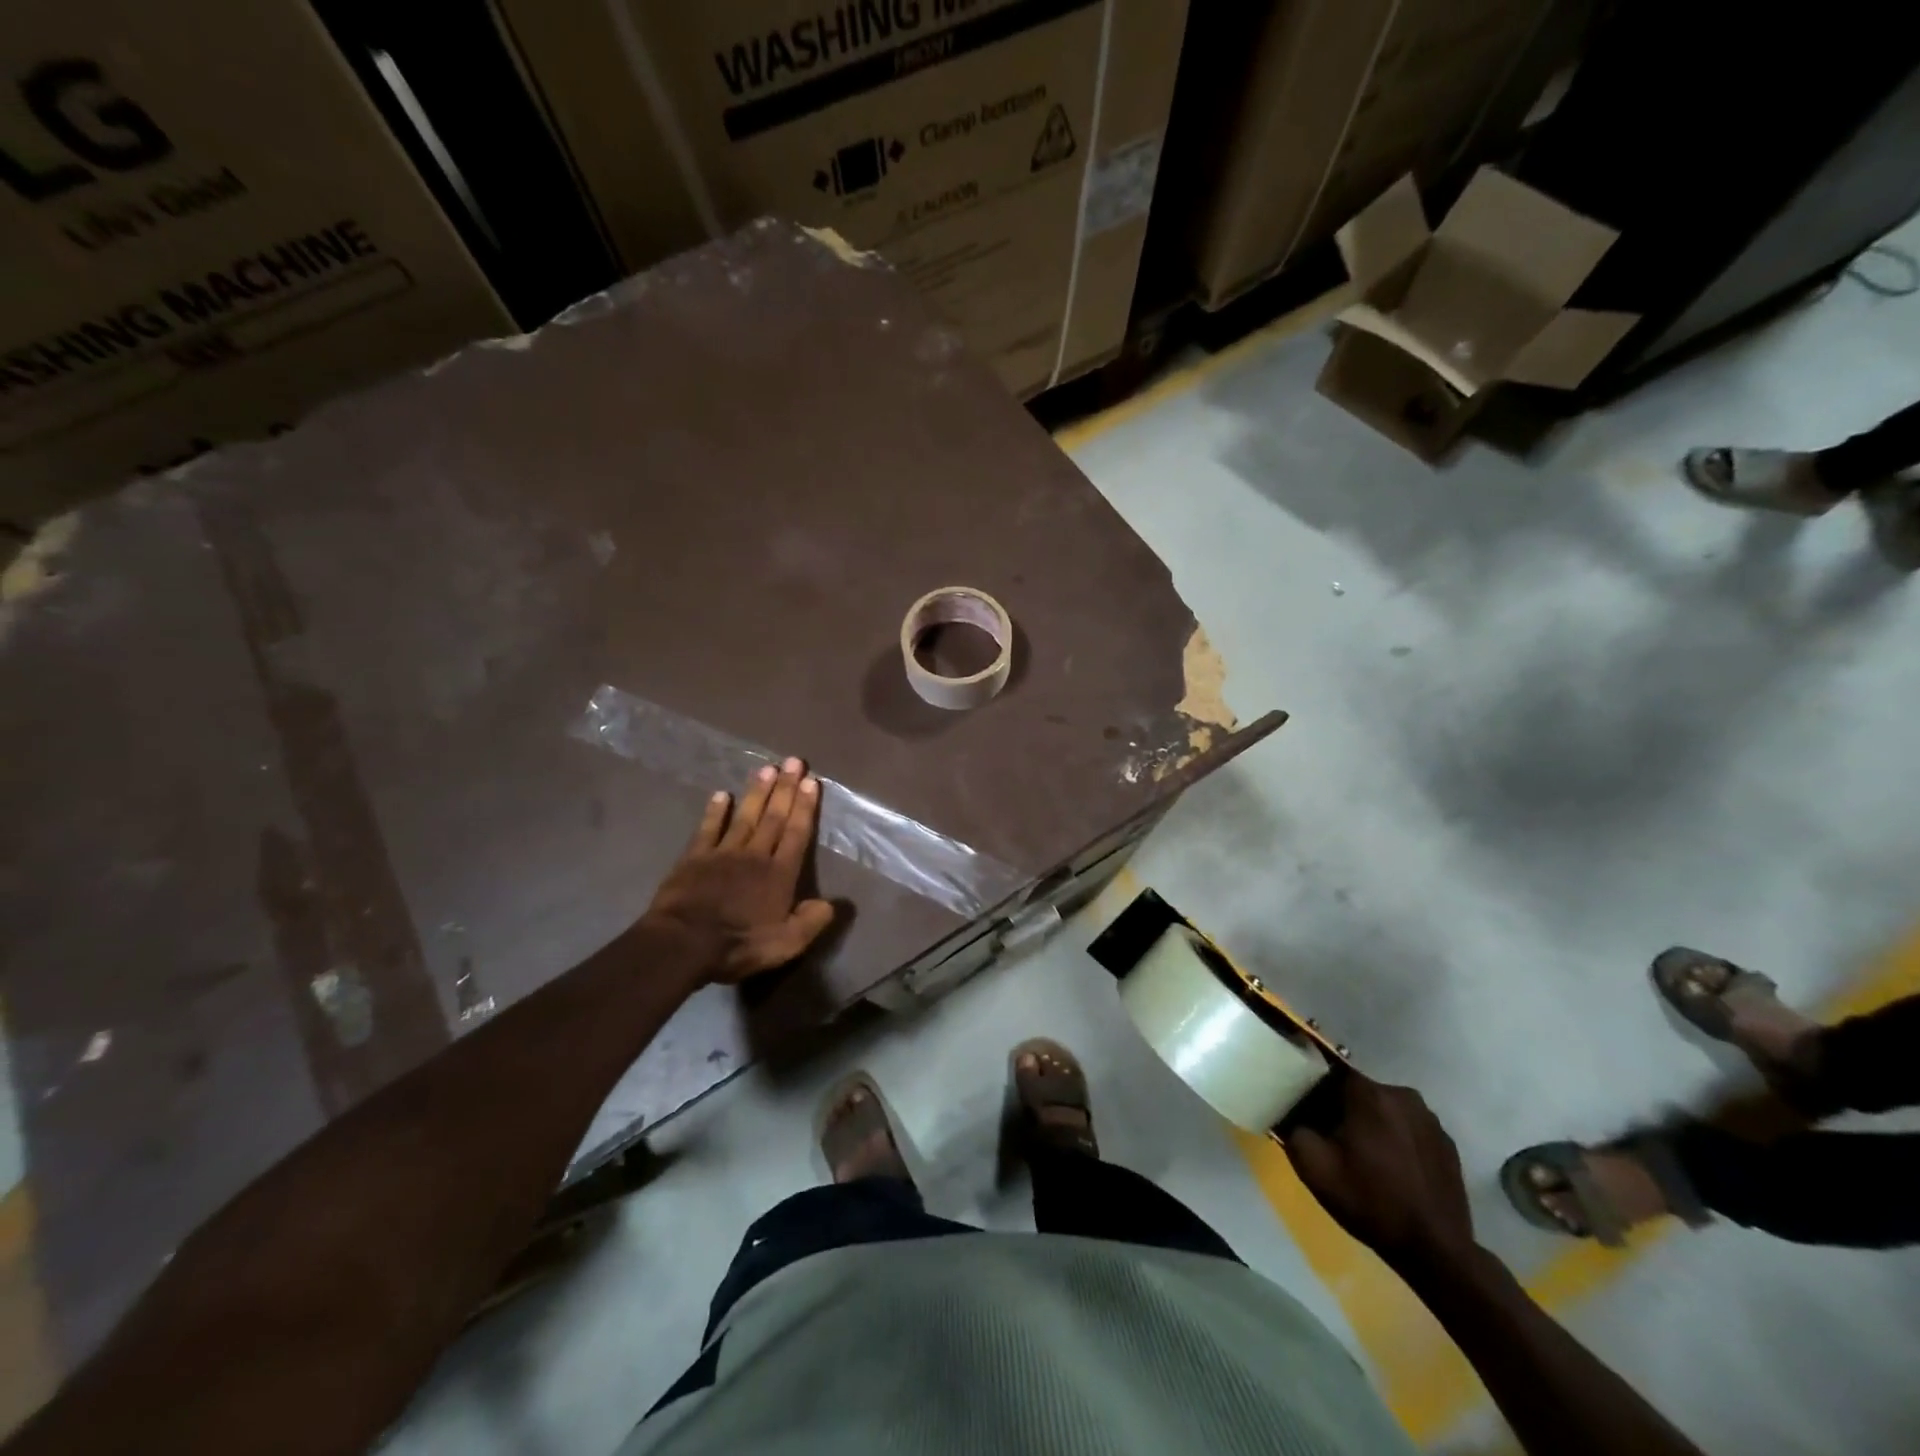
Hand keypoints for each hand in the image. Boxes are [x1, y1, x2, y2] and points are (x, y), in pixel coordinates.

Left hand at [639, 757, 835, 984]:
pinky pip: (708, 829)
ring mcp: (723, 853)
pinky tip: (721, 795)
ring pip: (745, 816)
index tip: (812, 781)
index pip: (797, 834)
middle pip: (774, 817)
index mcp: (779, 874)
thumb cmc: (738, 945)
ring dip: (757, 792)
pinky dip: (715, 811)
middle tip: (794, 761)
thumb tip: (833, 903)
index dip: (805, 807)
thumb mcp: (786, 944)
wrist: (682, 944)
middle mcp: (755, 855)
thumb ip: (811, 921)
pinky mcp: (694, 858)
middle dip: (786, 788)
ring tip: (767, 768)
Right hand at [1286, 1073, 1477, 1276]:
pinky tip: (1395, 1171)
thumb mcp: (1313, 1167)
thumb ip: (1292, 1129)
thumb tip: (1291, 1115)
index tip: (1312, 1119)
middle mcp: (1402, 1095)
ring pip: (1387, 1110)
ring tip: (1368, 1160)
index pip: (1331, 1074)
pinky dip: (1399, 1142)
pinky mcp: (1448, 1144)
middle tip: (1336, 1143)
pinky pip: (1411, 1130)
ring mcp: (1431, 1120)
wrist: (1436, 1252)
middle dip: (1346, 1111)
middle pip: (1361, 1092)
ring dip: (1374, 1125)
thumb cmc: (1370, 1202)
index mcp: (1369, 1093)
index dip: (1317, 1094)